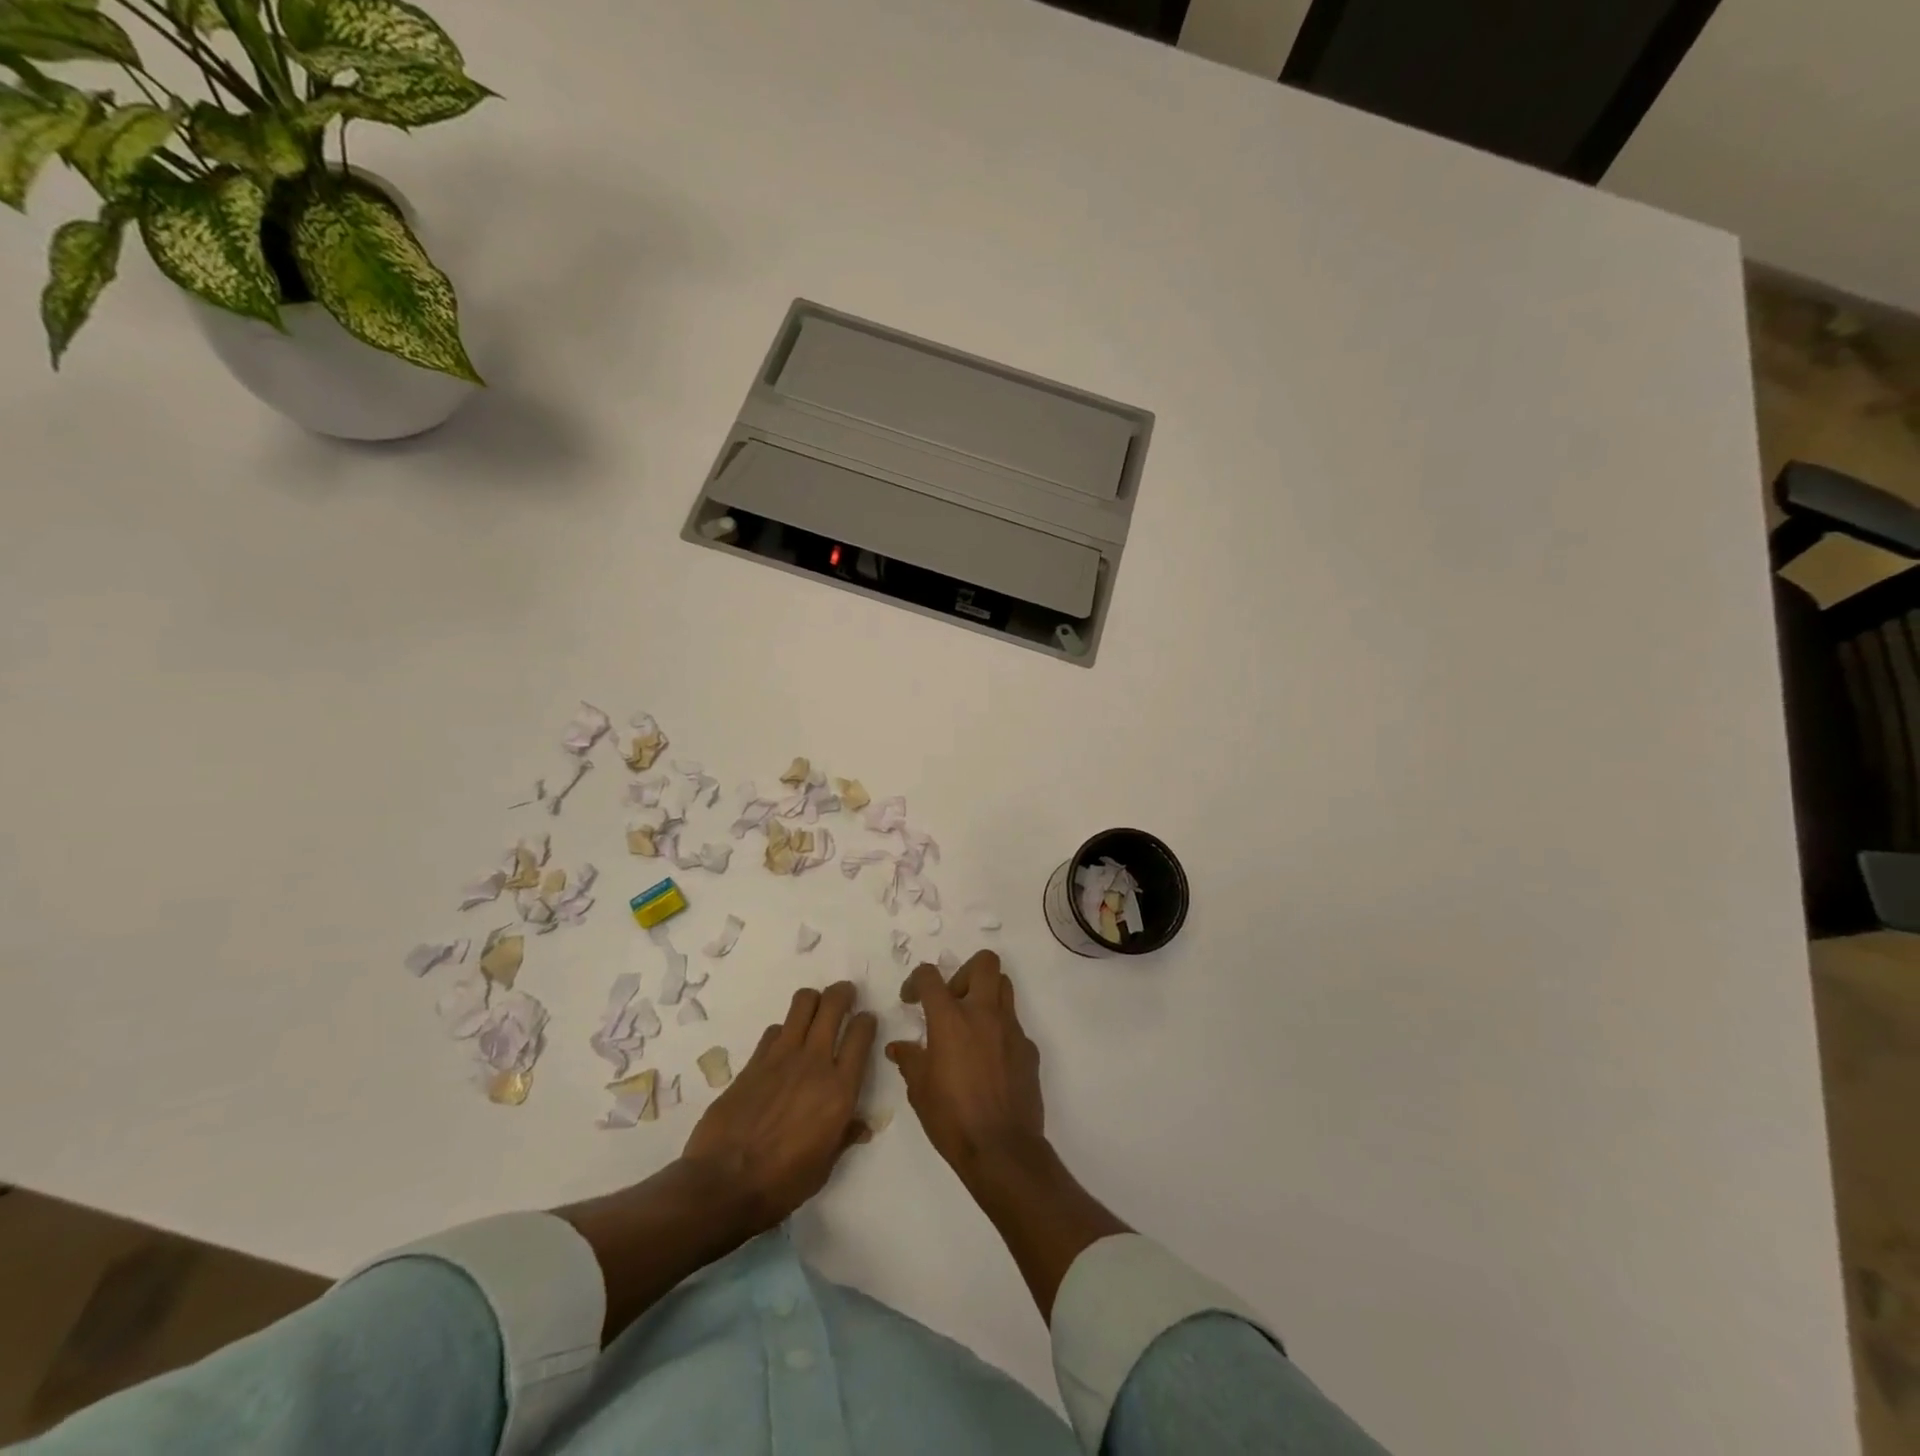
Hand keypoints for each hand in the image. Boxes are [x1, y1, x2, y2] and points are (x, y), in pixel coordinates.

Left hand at [681, 981, 876, 1233]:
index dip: (867, 1021)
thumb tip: (861, 1126)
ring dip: (813, 1000)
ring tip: (816, 1007)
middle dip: (842, 993)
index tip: (866, 1021)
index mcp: (840, 1090)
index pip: (861, 1034)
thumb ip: (844, 1137)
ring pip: (802, 1004)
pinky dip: (784, 1030)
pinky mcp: (753, 1061)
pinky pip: (774, 1029)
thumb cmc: (782, 1184)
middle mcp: (815, 1062)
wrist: (723, 1184)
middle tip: (845, 995)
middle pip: (833, 1005)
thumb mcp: (824, 1167)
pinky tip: (783, 1044)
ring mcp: (781, 1057)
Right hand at [887, 951, 1044, 1178]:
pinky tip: (989, 1059)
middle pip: (984, 962)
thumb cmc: (952, 1118)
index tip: (911, 999)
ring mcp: (1011, 1029)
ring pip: (1004, 986)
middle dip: (965, 971)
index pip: (930, 976)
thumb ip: (909, 1060)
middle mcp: (984, 1014)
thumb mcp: (919, 1090)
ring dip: (986, 994)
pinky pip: (1013, 1024)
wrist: (1002, 1149)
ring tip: (971, 1022)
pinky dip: (999, 1030)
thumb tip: (899, 1048)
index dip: (916, 980)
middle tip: (952, 999)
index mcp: (951, 1019)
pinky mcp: (1028, 1048)